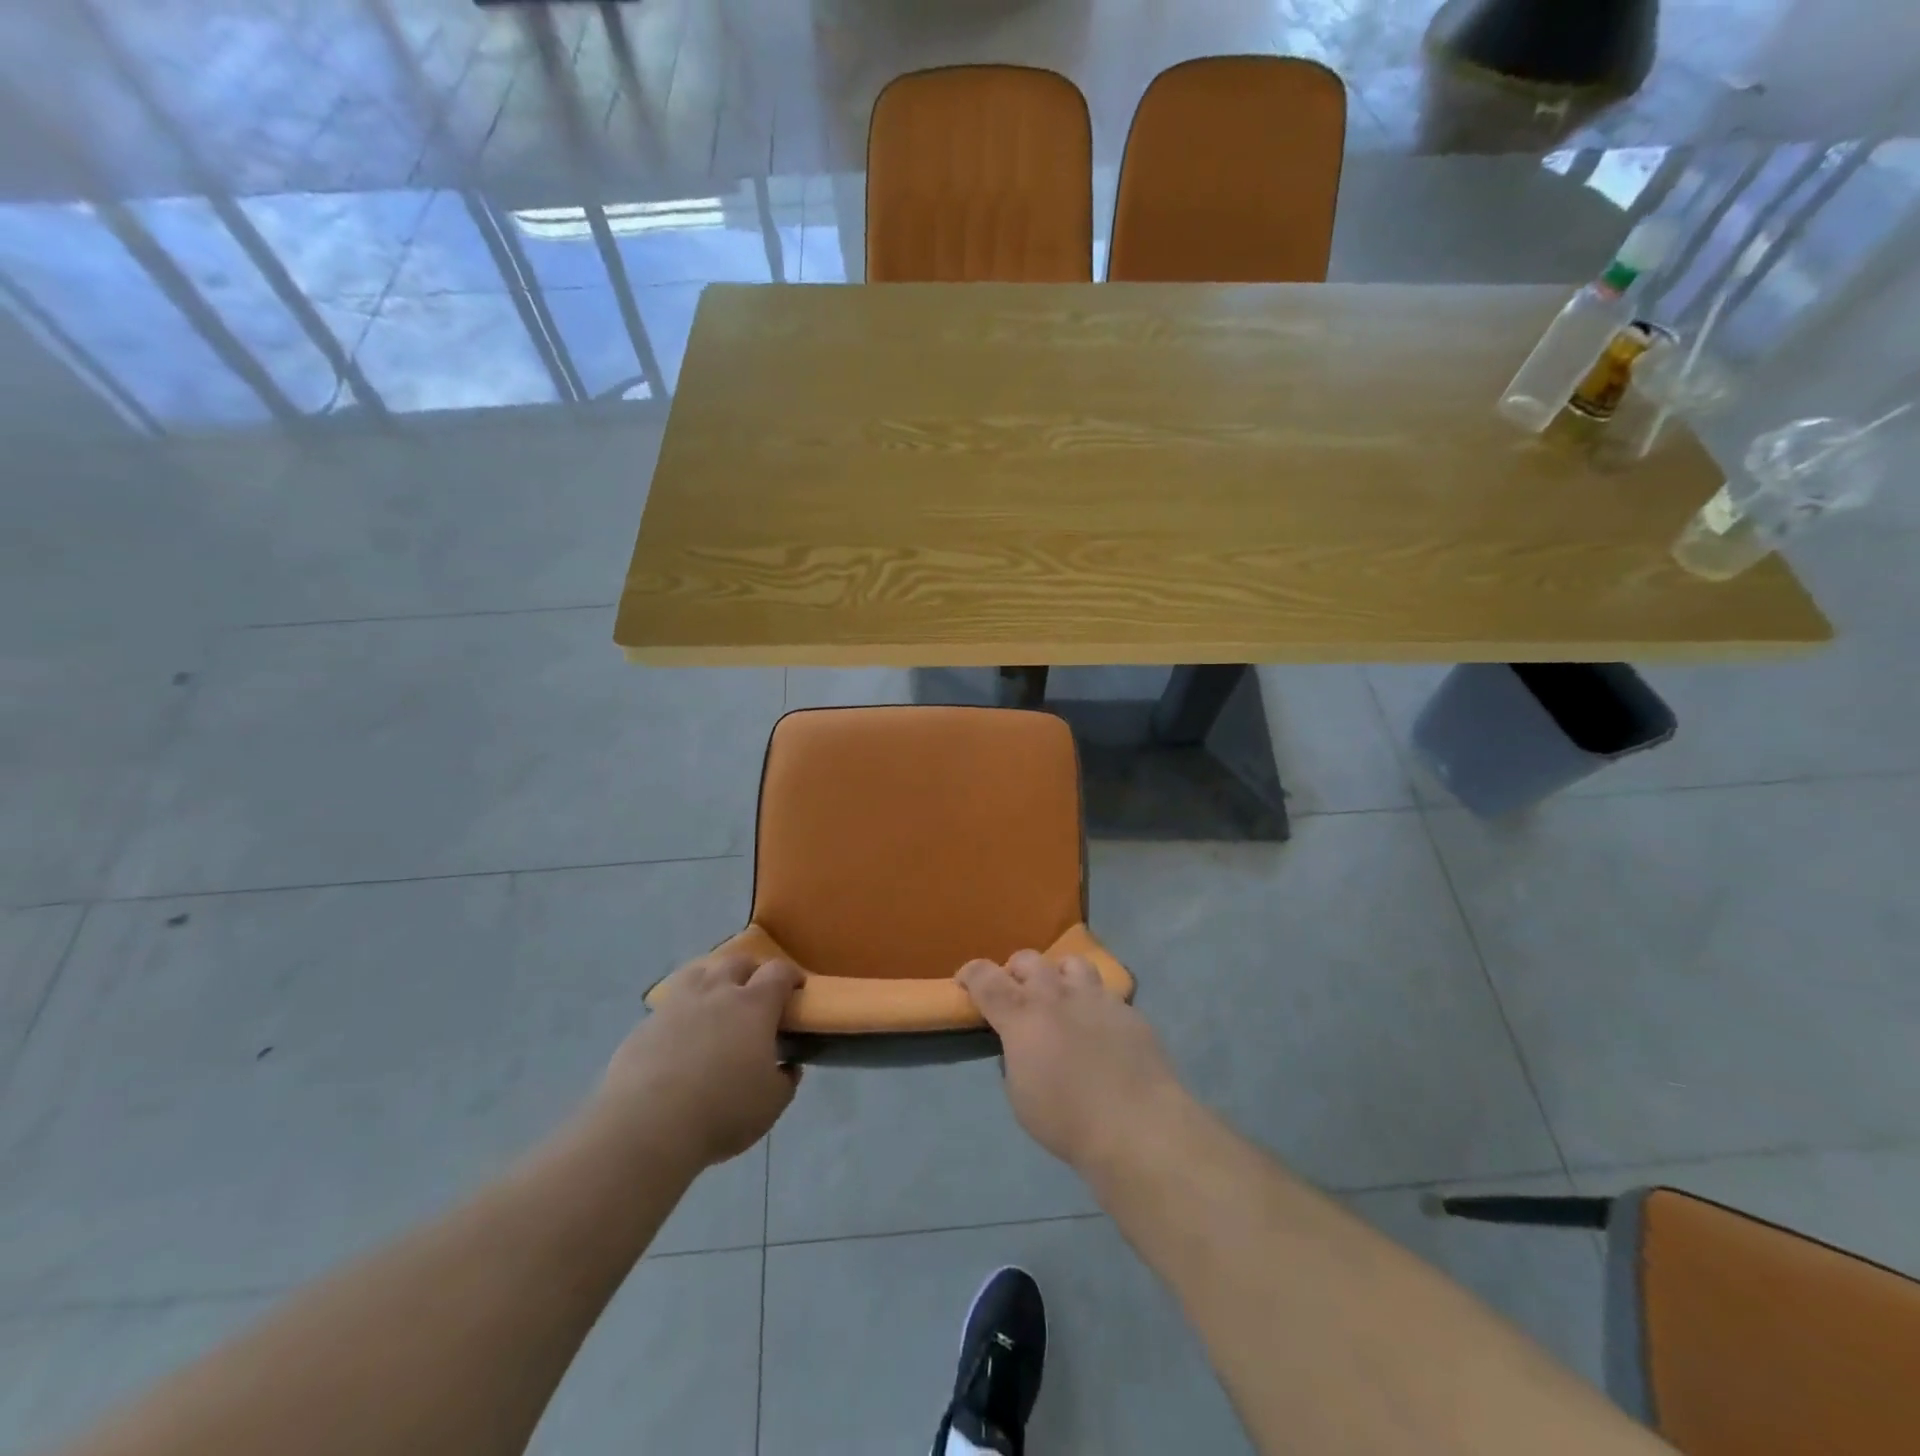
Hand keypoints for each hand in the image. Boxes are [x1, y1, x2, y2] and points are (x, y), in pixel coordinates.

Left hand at [596, 952, 803, 1170]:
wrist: (646, 1127)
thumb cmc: (721, 1112)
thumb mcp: (771, 1104)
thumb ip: (785, 1079)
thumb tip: (788, 1066)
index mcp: (754, 1005)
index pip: (779, 972)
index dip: (791, 976)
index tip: (796, 989)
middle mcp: (717, 992)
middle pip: (738, 961)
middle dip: (752, 971)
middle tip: (756, 995)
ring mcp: (677, 1004)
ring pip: (700, 971)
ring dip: (714, 978)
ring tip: (716, 1000)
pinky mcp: (645, 1024)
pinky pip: (670, 1002)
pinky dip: (682, 1008)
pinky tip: (681, 1032)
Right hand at [958, 949, 1183, 1173]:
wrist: (1138, 1126)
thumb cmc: (1068, 1120)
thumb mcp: (1020, 1096)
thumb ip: (1015, 1059)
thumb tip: (1022, 1046)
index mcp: (1022, 1015)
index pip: (986, 977)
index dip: (970, 973)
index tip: (965, 981)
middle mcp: (1057, 995)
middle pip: (1029, 960)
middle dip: (1016, 971)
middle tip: (1017, 993)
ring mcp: (1097, 998)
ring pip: (1072, 963)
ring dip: (1058, 976)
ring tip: (1061, 998)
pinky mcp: (1129, 1010)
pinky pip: (1105, 995)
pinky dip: (1094, 1006)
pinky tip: (1101, 1033)